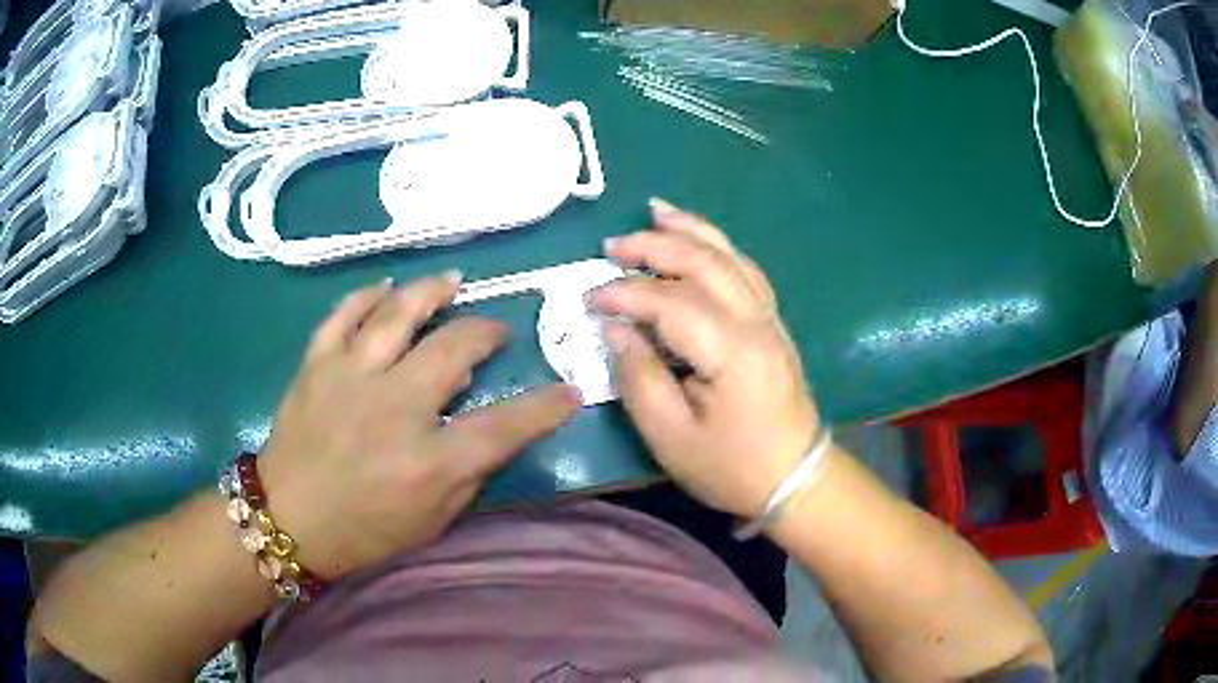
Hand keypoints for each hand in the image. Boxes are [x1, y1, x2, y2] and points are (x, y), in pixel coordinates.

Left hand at [258, 274, 579, 578]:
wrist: (287, 519)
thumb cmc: (364, 531)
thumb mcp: (431, 522)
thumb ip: (467, 474)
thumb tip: (492, 427)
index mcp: (427, 462)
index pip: (504, 426)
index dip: (545, 407)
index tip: (569, 392)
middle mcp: (393, 409)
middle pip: (453, 348)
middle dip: (486, 332)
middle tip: (494, 332)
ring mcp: (349, 378)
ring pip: (398, 312)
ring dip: (431, 291)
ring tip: (451, 283)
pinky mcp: (316, 364)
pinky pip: (343, 313)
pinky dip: (367, 295)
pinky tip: (386, 289)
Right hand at [590, 200, 819, 517]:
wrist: (794, 478)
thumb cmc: (732, 467)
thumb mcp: (671, 436)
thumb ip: (638, 377)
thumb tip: (613, 328)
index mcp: (733, 352)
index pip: (671, 303)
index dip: (626, 294)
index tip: (588, 299)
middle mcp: (756, 322)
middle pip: (705, 264)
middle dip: (655, 247)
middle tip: (612, 245)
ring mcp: (770, 318)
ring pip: (730, 257)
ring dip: (691, 231)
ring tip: (655, 211)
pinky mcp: (772, 323)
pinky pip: (744, 270)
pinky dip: (718, 247)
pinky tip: (698, 240)